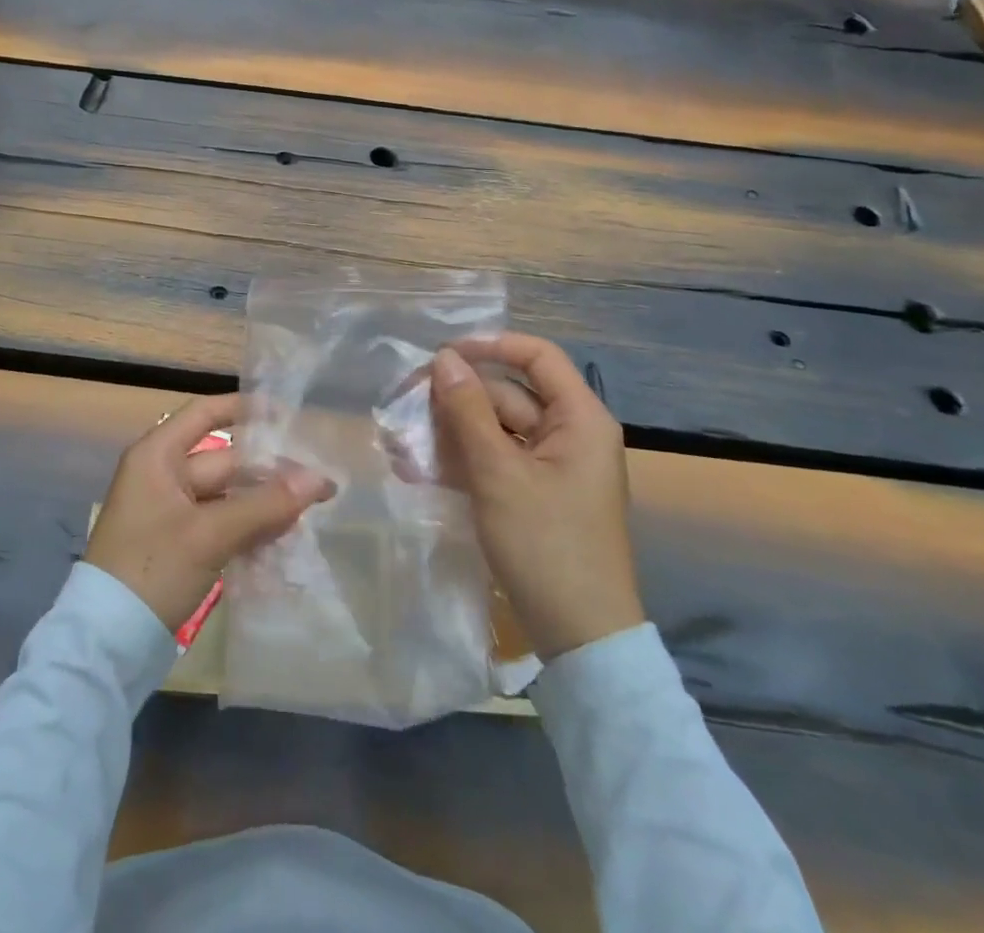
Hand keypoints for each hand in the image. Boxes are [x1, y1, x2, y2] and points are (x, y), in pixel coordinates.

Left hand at [85, 394, 336, 631]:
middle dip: (269, 469)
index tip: (289, 414)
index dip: (245, 409)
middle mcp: (163, 474)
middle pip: (224, 459)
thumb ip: (266, 505)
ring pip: (227, 495)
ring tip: (313, 507)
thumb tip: (321, 479)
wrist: (107, 643)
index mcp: (158, 455)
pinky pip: (222, 523)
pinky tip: (286, 535)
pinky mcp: (180, 544)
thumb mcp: (209, 534)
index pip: (205, 413)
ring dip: (264, 501)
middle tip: (320, 478)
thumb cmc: (152, 569)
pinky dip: (249, 526)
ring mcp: (171, 511)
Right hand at [430, 336, 644, 659]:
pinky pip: (496, 460)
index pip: (537, 356)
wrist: (579, 638)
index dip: (490, 346)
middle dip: (458, 399)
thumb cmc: (546, 545)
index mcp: (579, 419)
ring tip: (404, 442)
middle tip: (406, 405)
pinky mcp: (535, 493)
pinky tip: (421, 469)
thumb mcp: (498, 473)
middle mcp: (570, 434)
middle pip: (509, 394)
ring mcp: (552, 466)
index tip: (443, 354)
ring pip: (496, 428)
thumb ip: (468, 411)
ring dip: (452, 432)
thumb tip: (444, 358)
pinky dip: (464, 460)